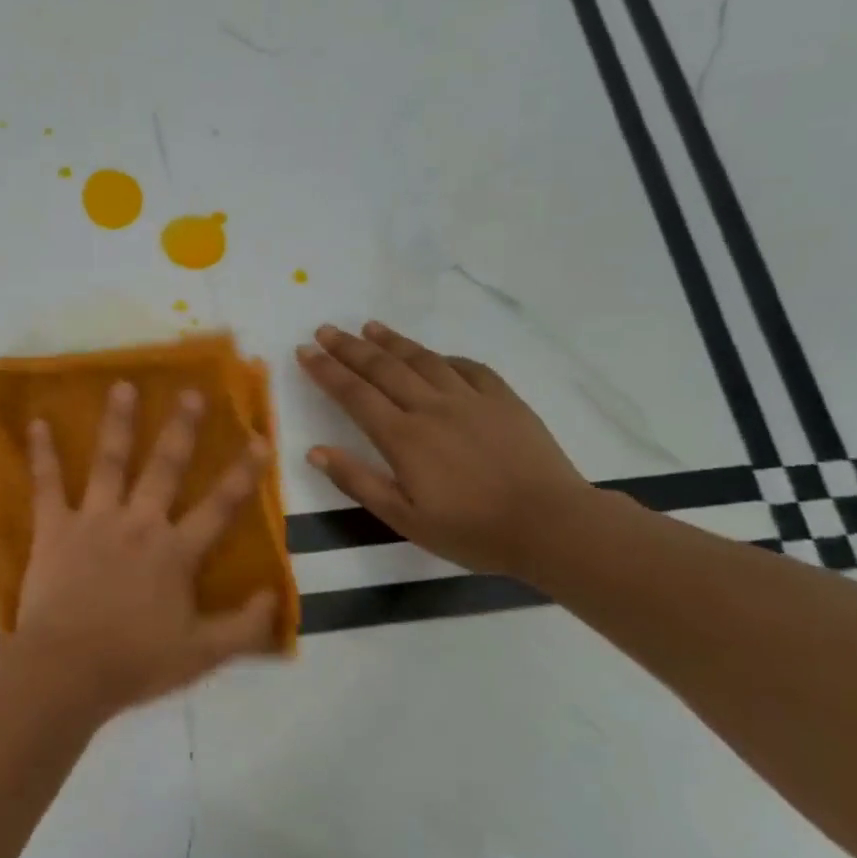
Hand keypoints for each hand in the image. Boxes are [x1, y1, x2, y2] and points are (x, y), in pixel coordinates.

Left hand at [3, 381, 278, 717]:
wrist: (67, 670)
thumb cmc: (135, 662)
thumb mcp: (203, 654)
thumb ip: (245, 627)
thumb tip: (277, 596)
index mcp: (175, 552)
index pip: (219, 507)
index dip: (243, 474)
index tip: (259, 440)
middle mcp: (139, 524)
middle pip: (165, 468)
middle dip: (181, 429)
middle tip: (190, 392)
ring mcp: (94, 520)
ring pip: (110, 462)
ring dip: (117, 422)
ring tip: (122, 385)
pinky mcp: (54, 528)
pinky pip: (47, 484)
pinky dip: (41, 454)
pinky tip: (36, 423)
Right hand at [296, 322, 593, 580]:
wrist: (551, 525)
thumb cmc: (471, 530)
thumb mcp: (404, 519)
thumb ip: (358, 482)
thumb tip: (315, 451)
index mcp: (403, 437)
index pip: (354, 394)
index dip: (326, 371)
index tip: (304, 351)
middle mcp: (431, 408)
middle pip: (383, 368)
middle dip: (349, 347)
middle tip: (325, 330)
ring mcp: (471, 399)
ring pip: (423, 360)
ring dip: (393, 342)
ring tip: (370, 327)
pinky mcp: (504, 400)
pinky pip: (469, 368)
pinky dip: (444, 357)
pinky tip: (434, 356)